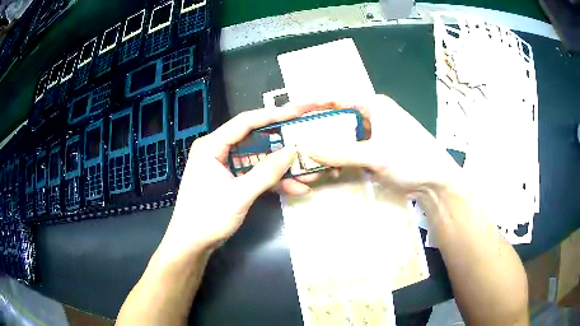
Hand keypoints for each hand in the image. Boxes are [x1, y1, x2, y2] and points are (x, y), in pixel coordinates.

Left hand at [157, 103, 335, 260]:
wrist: (191, 244)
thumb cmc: (207, 218)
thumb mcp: (239, 195)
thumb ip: (266, 172)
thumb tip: (292, 150)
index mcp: (212, 145)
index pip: (246, 122)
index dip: (275, 114)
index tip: (299, 110)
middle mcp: (218, 150)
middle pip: (256, 139)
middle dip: (283, 143)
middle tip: (308, 137)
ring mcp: (226, 166)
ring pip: (259, 159)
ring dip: (283, 167)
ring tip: (310, 171)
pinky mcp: (232, 180)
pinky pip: (256, 175)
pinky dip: (274, 182)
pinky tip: (297, 188)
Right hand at [304, 95, 461, 191]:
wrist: (436, 182)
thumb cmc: (412, 159)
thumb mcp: (375, 155)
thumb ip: (339, 151)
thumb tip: (304, 146)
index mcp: (374, 104)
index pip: (336, 97)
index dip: (312, 102)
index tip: (290, 111)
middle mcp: (373, 114)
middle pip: (337, 116)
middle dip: (317, 127)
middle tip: (295, 138)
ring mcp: (375, 133)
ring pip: (344, 135)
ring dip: (328, 146)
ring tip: (310, 156)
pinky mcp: (377, 150)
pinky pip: (352, 149)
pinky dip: (340, 157)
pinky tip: (331, 167)